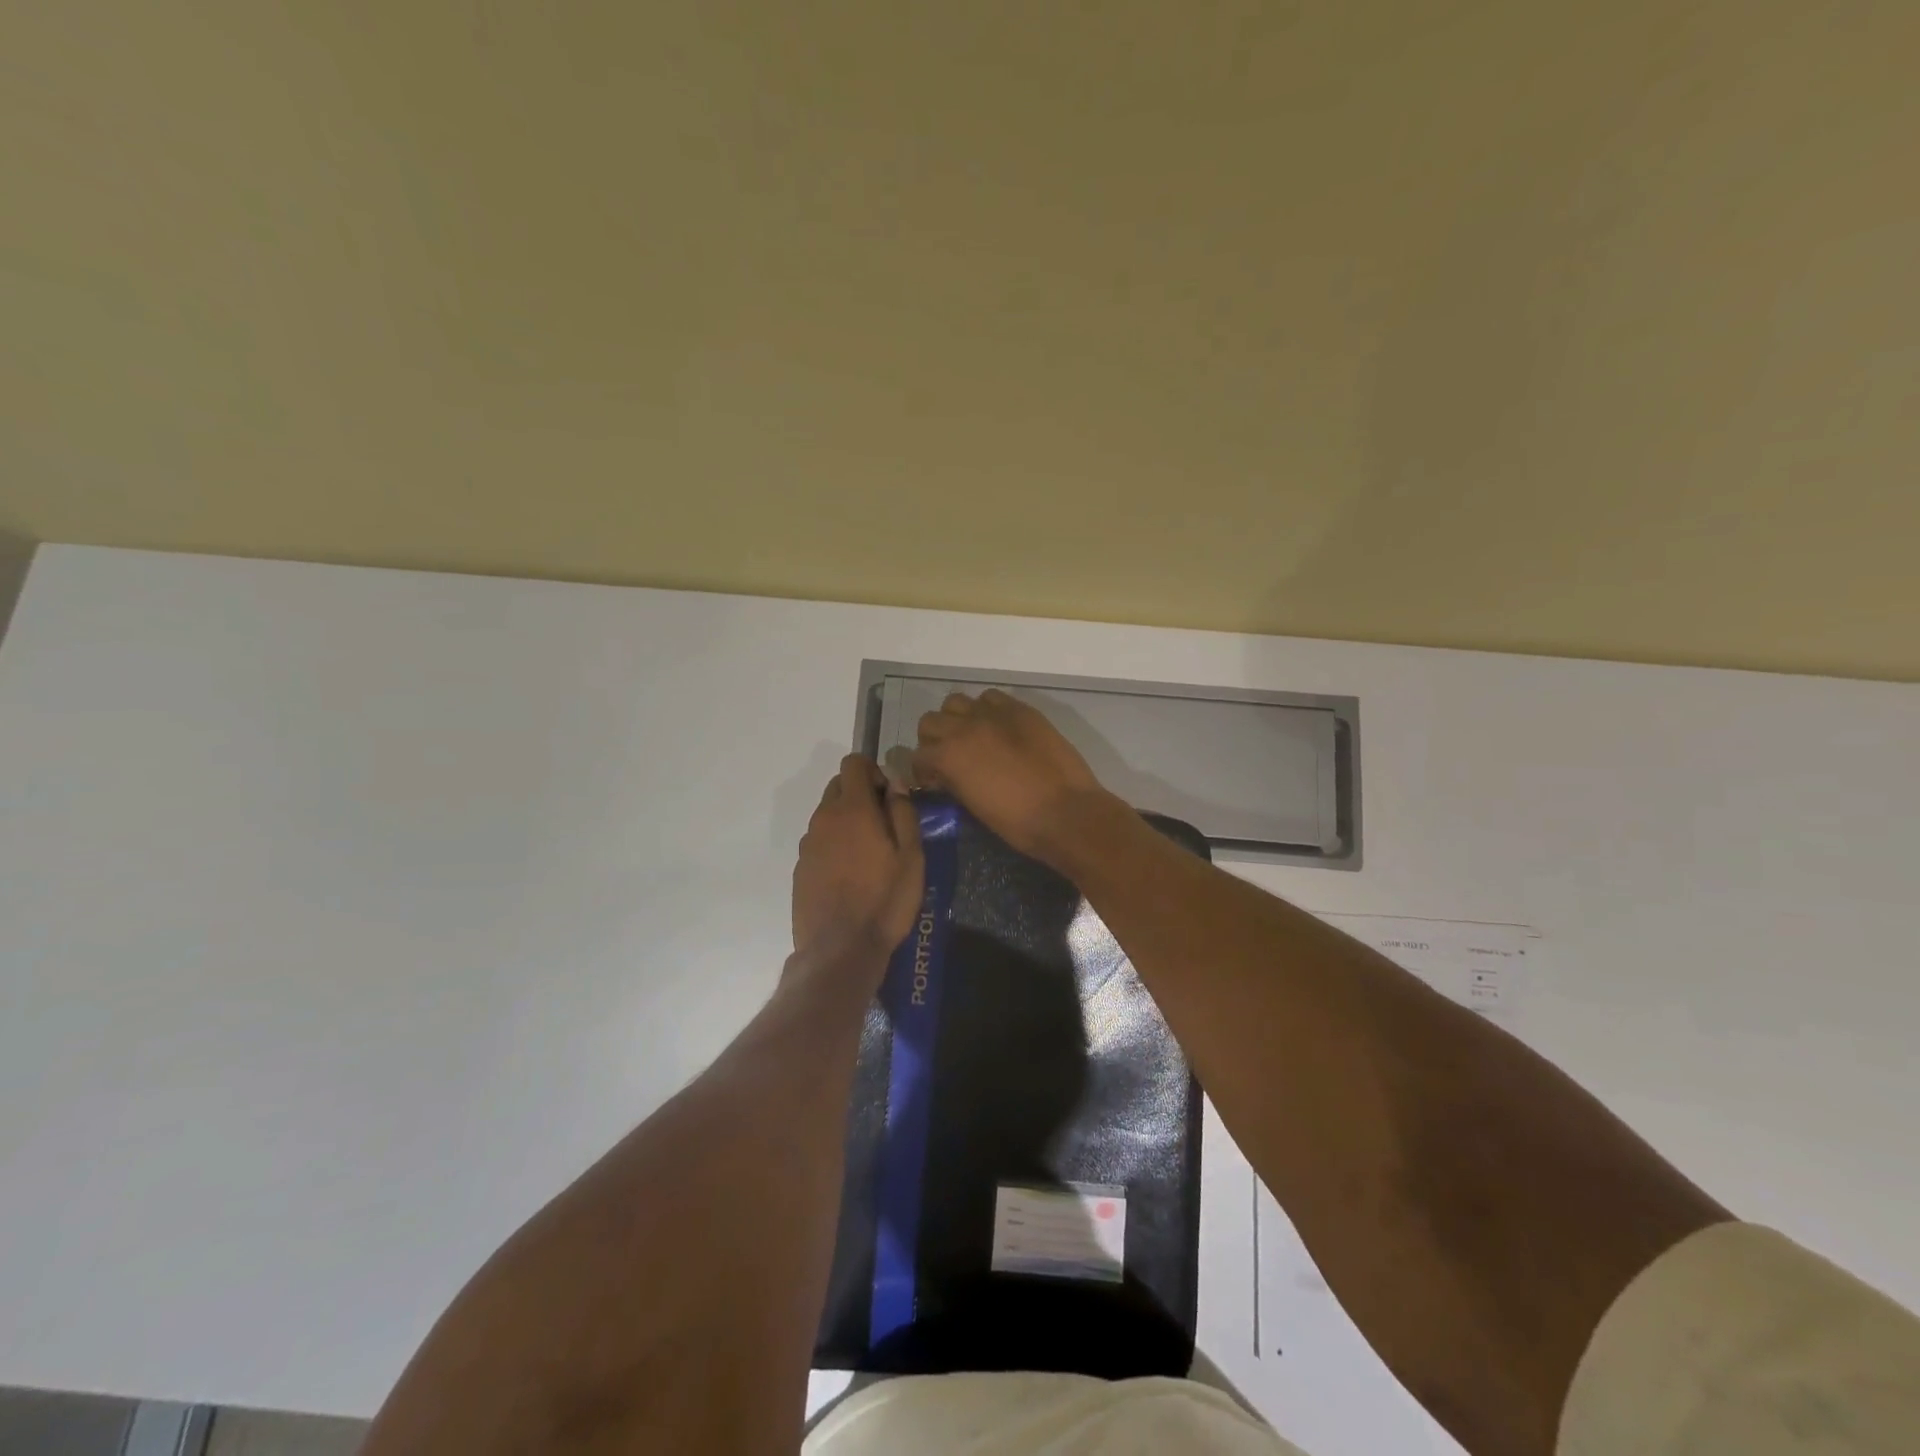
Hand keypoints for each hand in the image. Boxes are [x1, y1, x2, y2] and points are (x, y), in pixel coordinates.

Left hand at [792, 754, 924, 968]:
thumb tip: (894, 782)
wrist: (840, 950)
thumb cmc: (885, 900)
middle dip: (860, 794)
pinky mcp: (800, 868)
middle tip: (884, 825)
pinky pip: (819, 841)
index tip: (889, 798)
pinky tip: (851, 876)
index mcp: (852, 809)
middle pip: (838, 786)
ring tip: (869, 855)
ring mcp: (808, 844)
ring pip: (828, 815)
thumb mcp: (911, 855)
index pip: (853, 763)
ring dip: (847, 821)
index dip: (874, 771)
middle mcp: (824, 818)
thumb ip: (902, 811)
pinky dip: (834, 845)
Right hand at [910, 689, 1111, 862]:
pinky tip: (998, 728)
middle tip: (949, 757)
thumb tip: (946, 775)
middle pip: (930, 721)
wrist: (1066, 812)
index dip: (923, 771)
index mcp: (948, 756)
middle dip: (934, 740)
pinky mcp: (1020, 709)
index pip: (917, 755)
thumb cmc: (1017, 822)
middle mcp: (964, 727)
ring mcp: (993, 714)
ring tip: (972, 737)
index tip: (934, 782)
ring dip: (957, 718)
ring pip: (956, 702)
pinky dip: (987, 709)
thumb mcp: (972, 806)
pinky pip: (991, 697)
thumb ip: (953, 782)